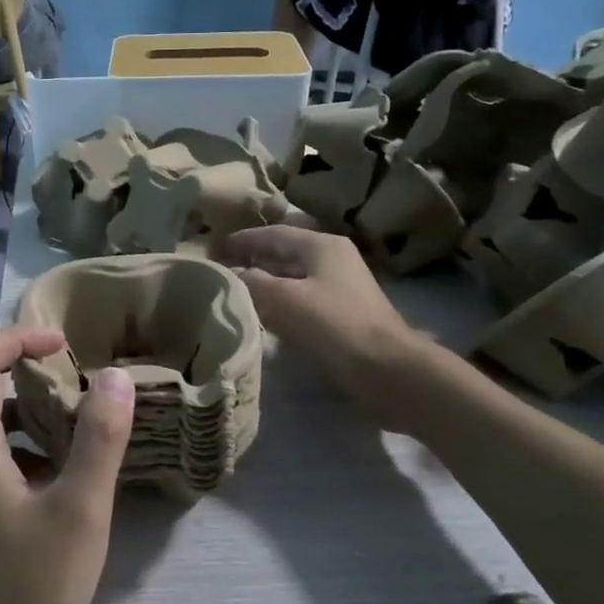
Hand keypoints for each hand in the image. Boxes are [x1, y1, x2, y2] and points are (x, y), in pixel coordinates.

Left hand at [0, 327, 134, 603]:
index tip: (64, 344)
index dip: (18, 338)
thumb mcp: (80, 510)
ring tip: (65, 412)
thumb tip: (116, 376)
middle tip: (49, 367)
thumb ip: (99, 438)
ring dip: (11, 403)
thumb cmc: (32, 593)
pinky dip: (16, 442)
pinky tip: (59, 469)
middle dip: (0, 363)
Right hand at [218, 227, 428, 399]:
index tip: (215, 248)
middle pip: (285, 253)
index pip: (274, 234)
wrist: (387, 370)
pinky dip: (282, 302)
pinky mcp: (345, 314)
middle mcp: (334, 259)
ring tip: (237, 292)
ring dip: (267, 282)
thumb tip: (230, 274)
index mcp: (322, 245)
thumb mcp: (284, 299)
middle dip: (254, 260)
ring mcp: (343, 287)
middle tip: (222, 270)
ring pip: (295, 277)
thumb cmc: (334, 325)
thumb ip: (252, 282)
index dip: (243, 240)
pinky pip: (304, 299)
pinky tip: (265, 316)